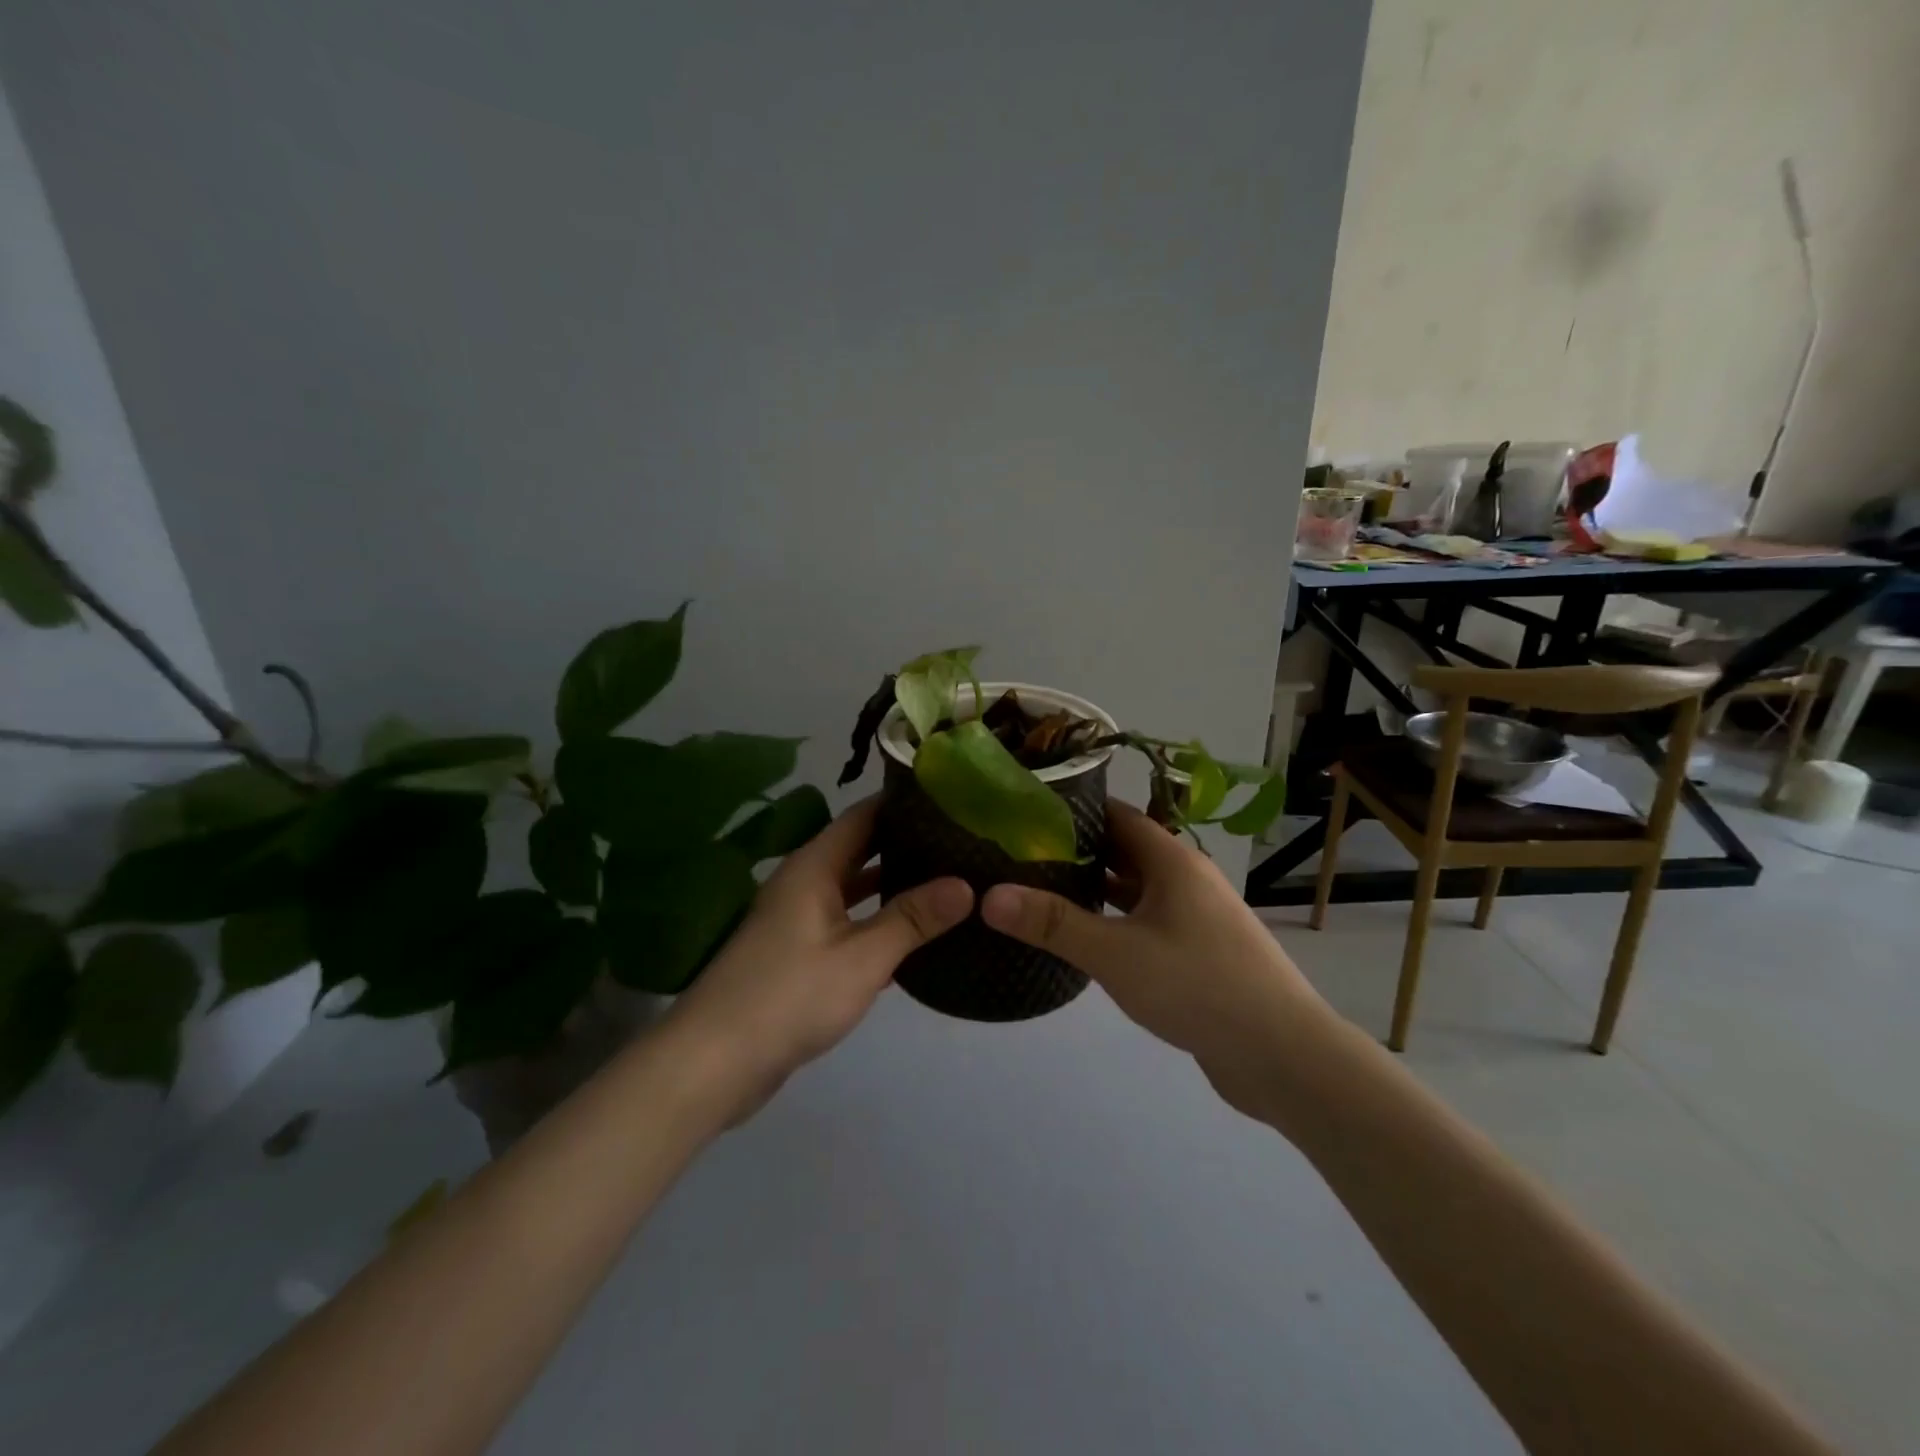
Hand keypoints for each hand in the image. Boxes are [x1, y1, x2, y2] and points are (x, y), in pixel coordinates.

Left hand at [666, 796, 972, 1122]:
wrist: (714, 1063)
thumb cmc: (789, 996)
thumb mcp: (862, 957)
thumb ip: (913, 918)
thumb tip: (967, 885)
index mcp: (814, 867)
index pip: (864, 815)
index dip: (904, 803)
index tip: (952, 797)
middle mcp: (805, 883)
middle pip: (861, 848)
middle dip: (907, 843)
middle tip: (961, 839)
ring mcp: (800, 919)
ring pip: (855, 888)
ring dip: (895, 883)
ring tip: (948, 877)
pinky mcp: (800, 954)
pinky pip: (848, 922)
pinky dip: (878, 920)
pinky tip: (915, 932)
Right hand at [980, 800, 1331, 1121]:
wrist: (1283, 1056)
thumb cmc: (1198, 986)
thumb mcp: (1116, 953)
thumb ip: (1053, 923)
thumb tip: (989, 894)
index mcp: (1171, 861)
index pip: (1115, 814)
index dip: (1071, 809)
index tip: (1023, 812)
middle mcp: (1185, 879)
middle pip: (1123, 850)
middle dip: (1075, 850)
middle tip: (1019, 854)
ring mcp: (1194, 917)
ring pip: (1135, 890)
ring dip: (1094, 889)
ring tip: (1039, 891)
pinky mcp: (1197, 953)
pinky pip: (1146, 923)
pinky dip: (1114, 922)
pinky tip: (1083, 939)